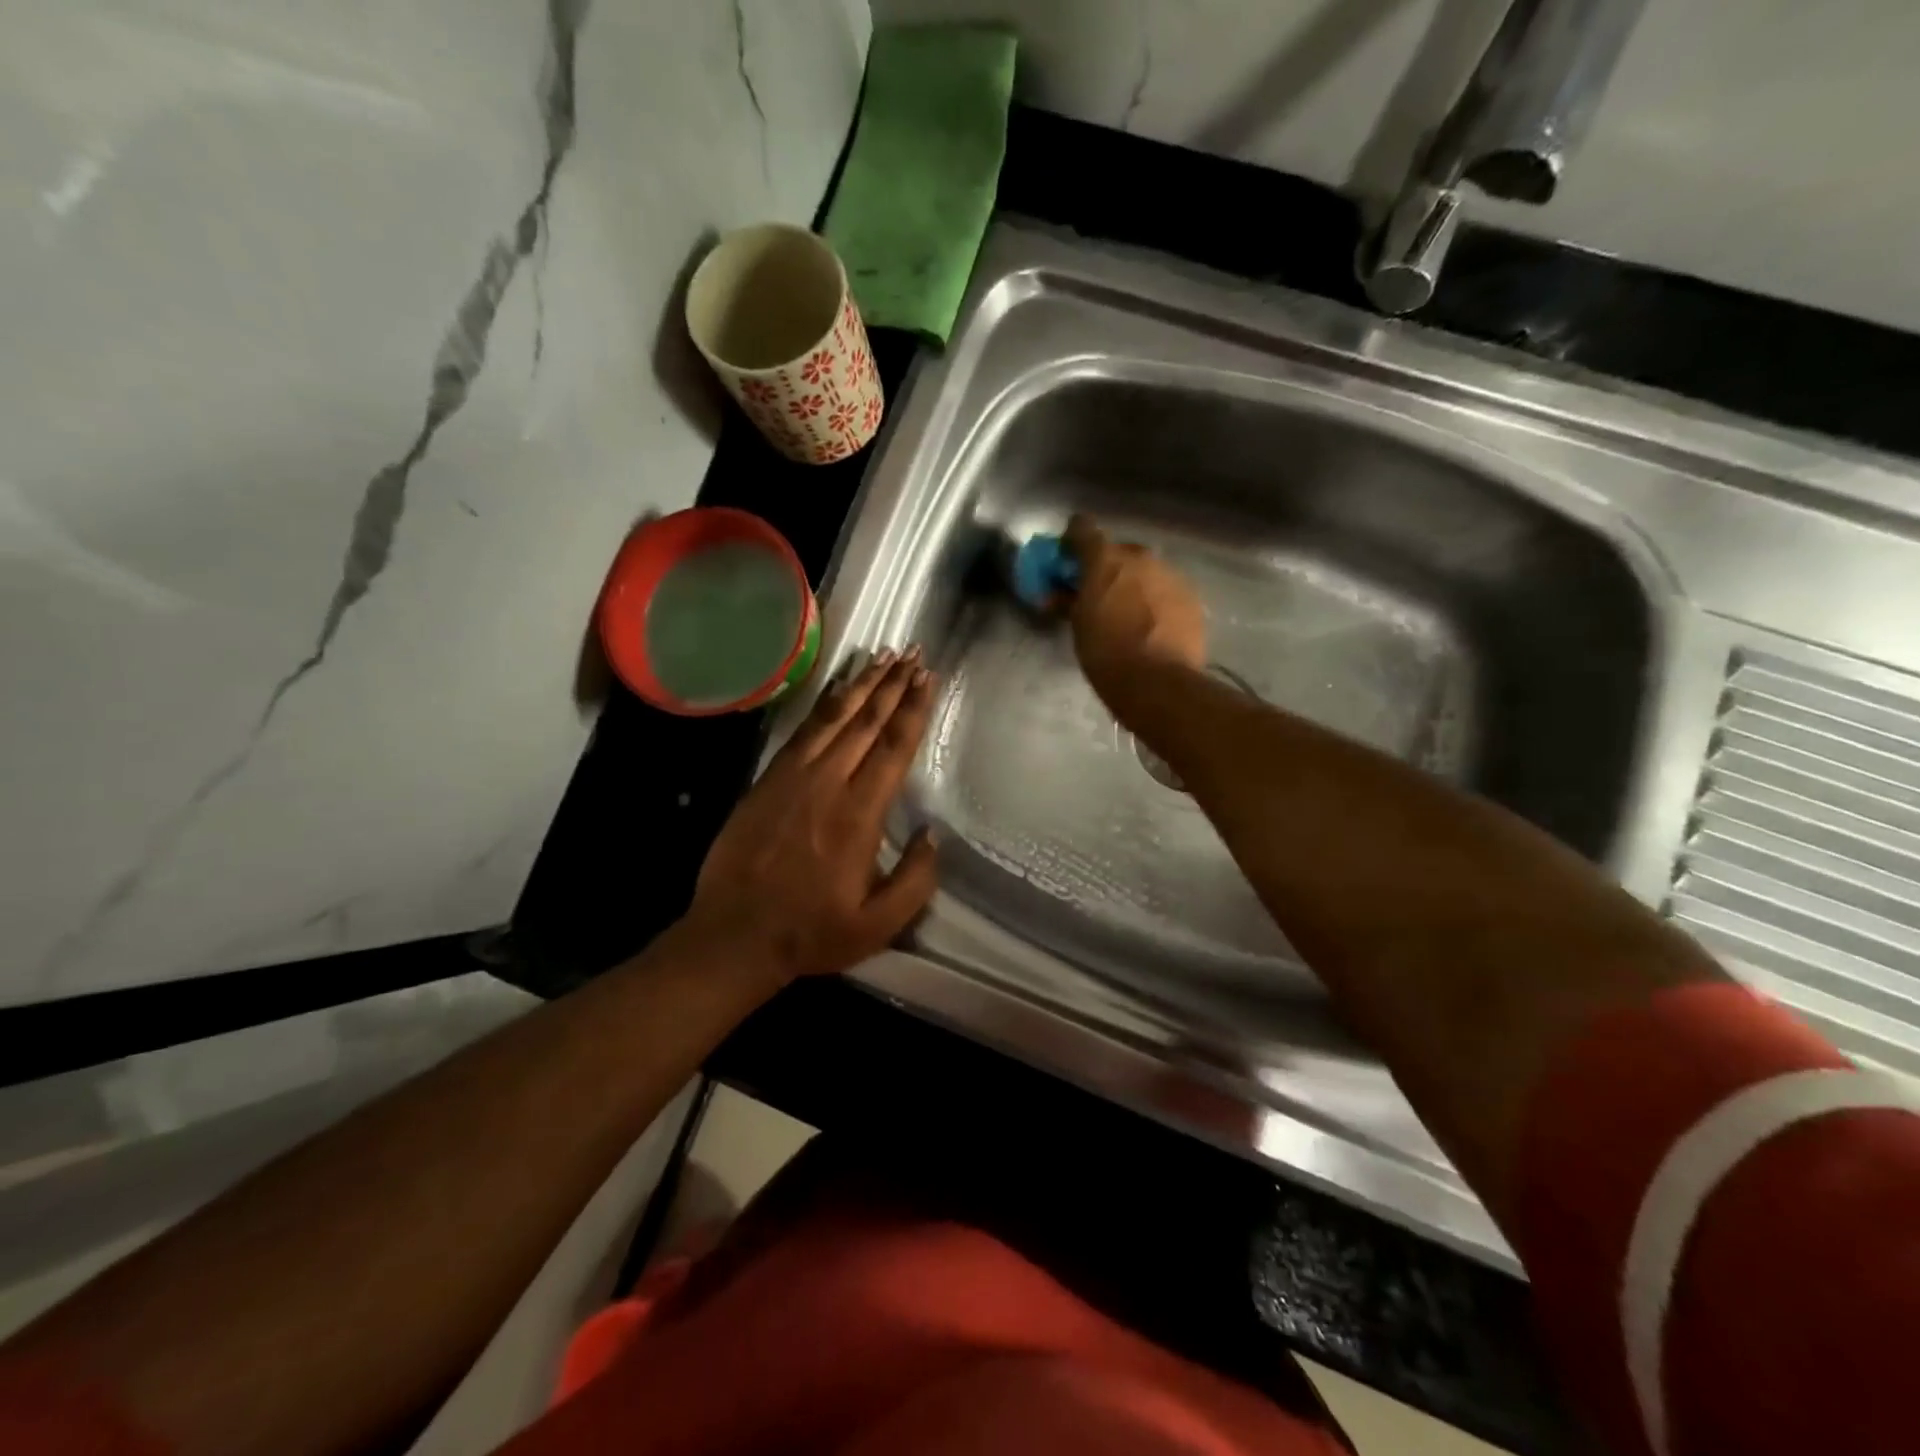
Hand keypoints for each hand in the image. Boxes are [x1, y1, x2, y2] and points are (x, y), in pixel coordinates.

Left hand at [682, 649, 939, 982]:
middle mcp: (828, 783)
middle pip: (866, 722)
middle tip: (915, 654)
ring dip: (861, 684)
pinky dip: (824, 704)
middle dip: (893, 685)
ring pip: (833, 717)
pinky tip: (838, 689)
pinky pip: (803, 730)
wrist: (734, 935)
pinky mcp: (768, 779)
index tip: (928, 678)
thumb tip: (931, 834)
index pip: (893, 748)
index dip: (913, 709)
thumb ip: (915, 880)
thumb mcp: (878, 924)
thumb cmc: (812, 932)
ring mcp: (793, 777)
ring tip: (883, 657)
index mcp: (859, 815)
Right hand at [1063, 514, 1207, 703]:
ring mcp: (1170, 575)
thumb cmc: (1106, 654)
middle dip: (1108, 567)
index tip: (1067, 555)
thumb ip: (1070, 602)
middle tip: (1100, 593)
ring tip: (1129, 614)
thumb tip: (1060, 595)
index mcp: (1105, 560)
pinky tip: (1153, 626)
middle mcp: (1140, 557)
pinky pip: (1167, 590)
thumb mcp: (1078, 627)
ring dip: (1135, 584)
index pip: (1083, 529)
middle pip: (1119, 552)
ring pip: (1147, 571)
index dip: (1073, 539)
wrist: (1158, 683)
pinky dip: (1157, 601)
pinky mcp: (1191, 597)